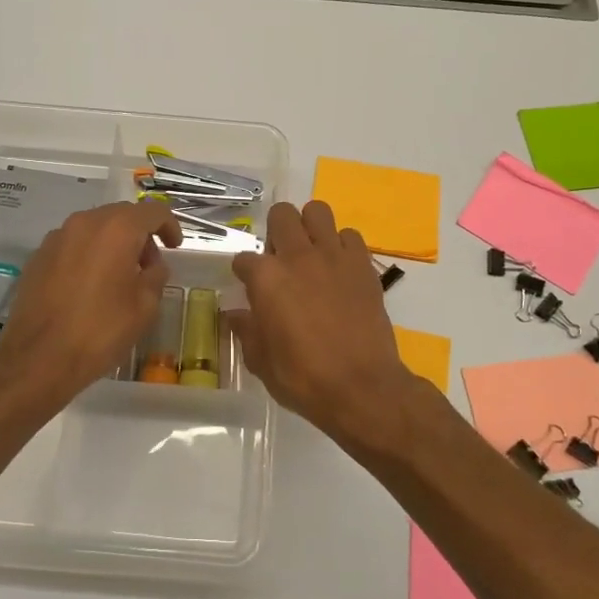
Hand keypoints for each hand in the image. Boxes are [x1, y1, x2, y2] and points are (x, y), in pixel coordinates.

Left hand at [0, 201, 182, 405]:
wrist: (38, 358)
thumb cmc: (100, 330)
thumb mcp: (145, 307)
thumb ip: (155, 276)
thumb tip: (153, 266)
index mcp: (117, 229)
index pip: (153, 211)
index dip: (170, 226)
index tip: (175, 247)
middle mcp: (85, 223)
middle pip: (121, 215)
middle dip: (140, 235)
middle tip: (148, 266)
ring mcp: (57, 237)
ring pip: (95, 228)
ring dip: (113, 244)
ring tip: (118, 277)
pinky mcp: (38, 256)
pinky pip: (73, 245)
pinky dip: (88, 255)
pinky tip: (89, 286)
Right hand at [226, 201, 421, 441]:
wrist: (361, 387)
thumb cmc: (303, 378)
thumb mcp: (261, 361)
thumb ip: (247, 331)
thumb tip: (236, 315)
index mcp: (266, 278)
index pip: (243, 259)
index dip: (244, 273)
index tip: (249, 288)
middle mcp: (297, 256)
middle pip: (281, 215)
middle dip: (276, 230)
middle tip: (280, 257)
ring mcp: (333, 256)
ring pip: (318, 211)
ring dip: (310, 227)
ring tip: (311, 252)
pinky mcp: (363, 264)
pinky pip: (350, 236)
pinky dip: (342, 246)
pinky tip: (339, 268)